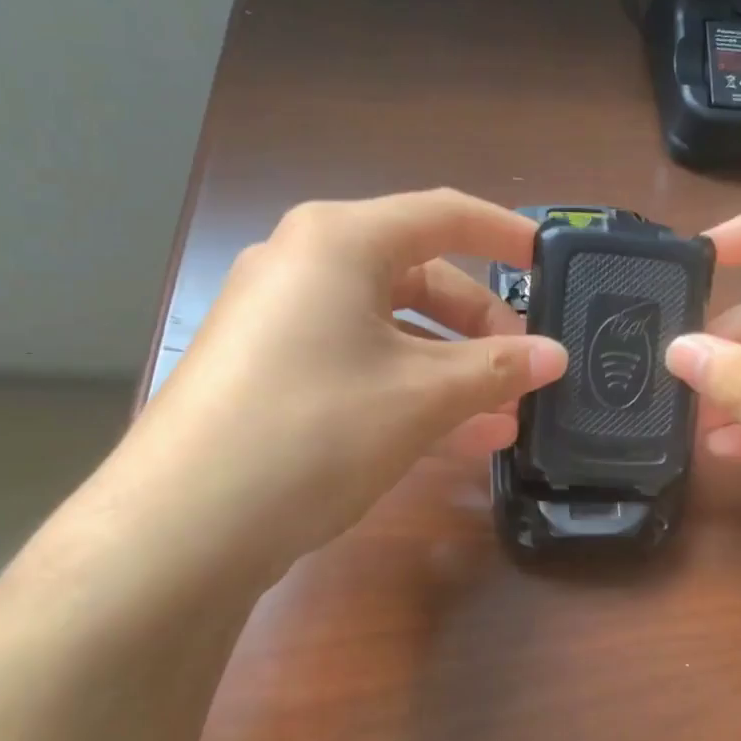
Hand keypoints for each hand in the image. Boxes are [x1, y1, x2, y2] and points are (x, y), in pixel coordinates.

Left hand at [107, 190, 565, 588]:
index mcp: (340, 241)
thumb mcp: (420, 396)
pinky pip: (358, 366)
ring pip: (391, 331)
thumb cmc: (315, 428)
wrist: (185, 525)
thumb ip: (496, 368)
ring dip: (451, 371)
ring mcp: (282, 322)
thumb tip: (556, 356)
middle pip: (419, 278)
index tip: (551, 263)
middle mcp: (305, 266)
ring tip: (504, 418)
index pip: (443, 215)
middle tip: (526, 371)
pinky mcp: (270, 374)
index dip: (504, 235)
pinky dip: (407, 392)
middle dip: (480, 329)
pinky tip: (454, 437)